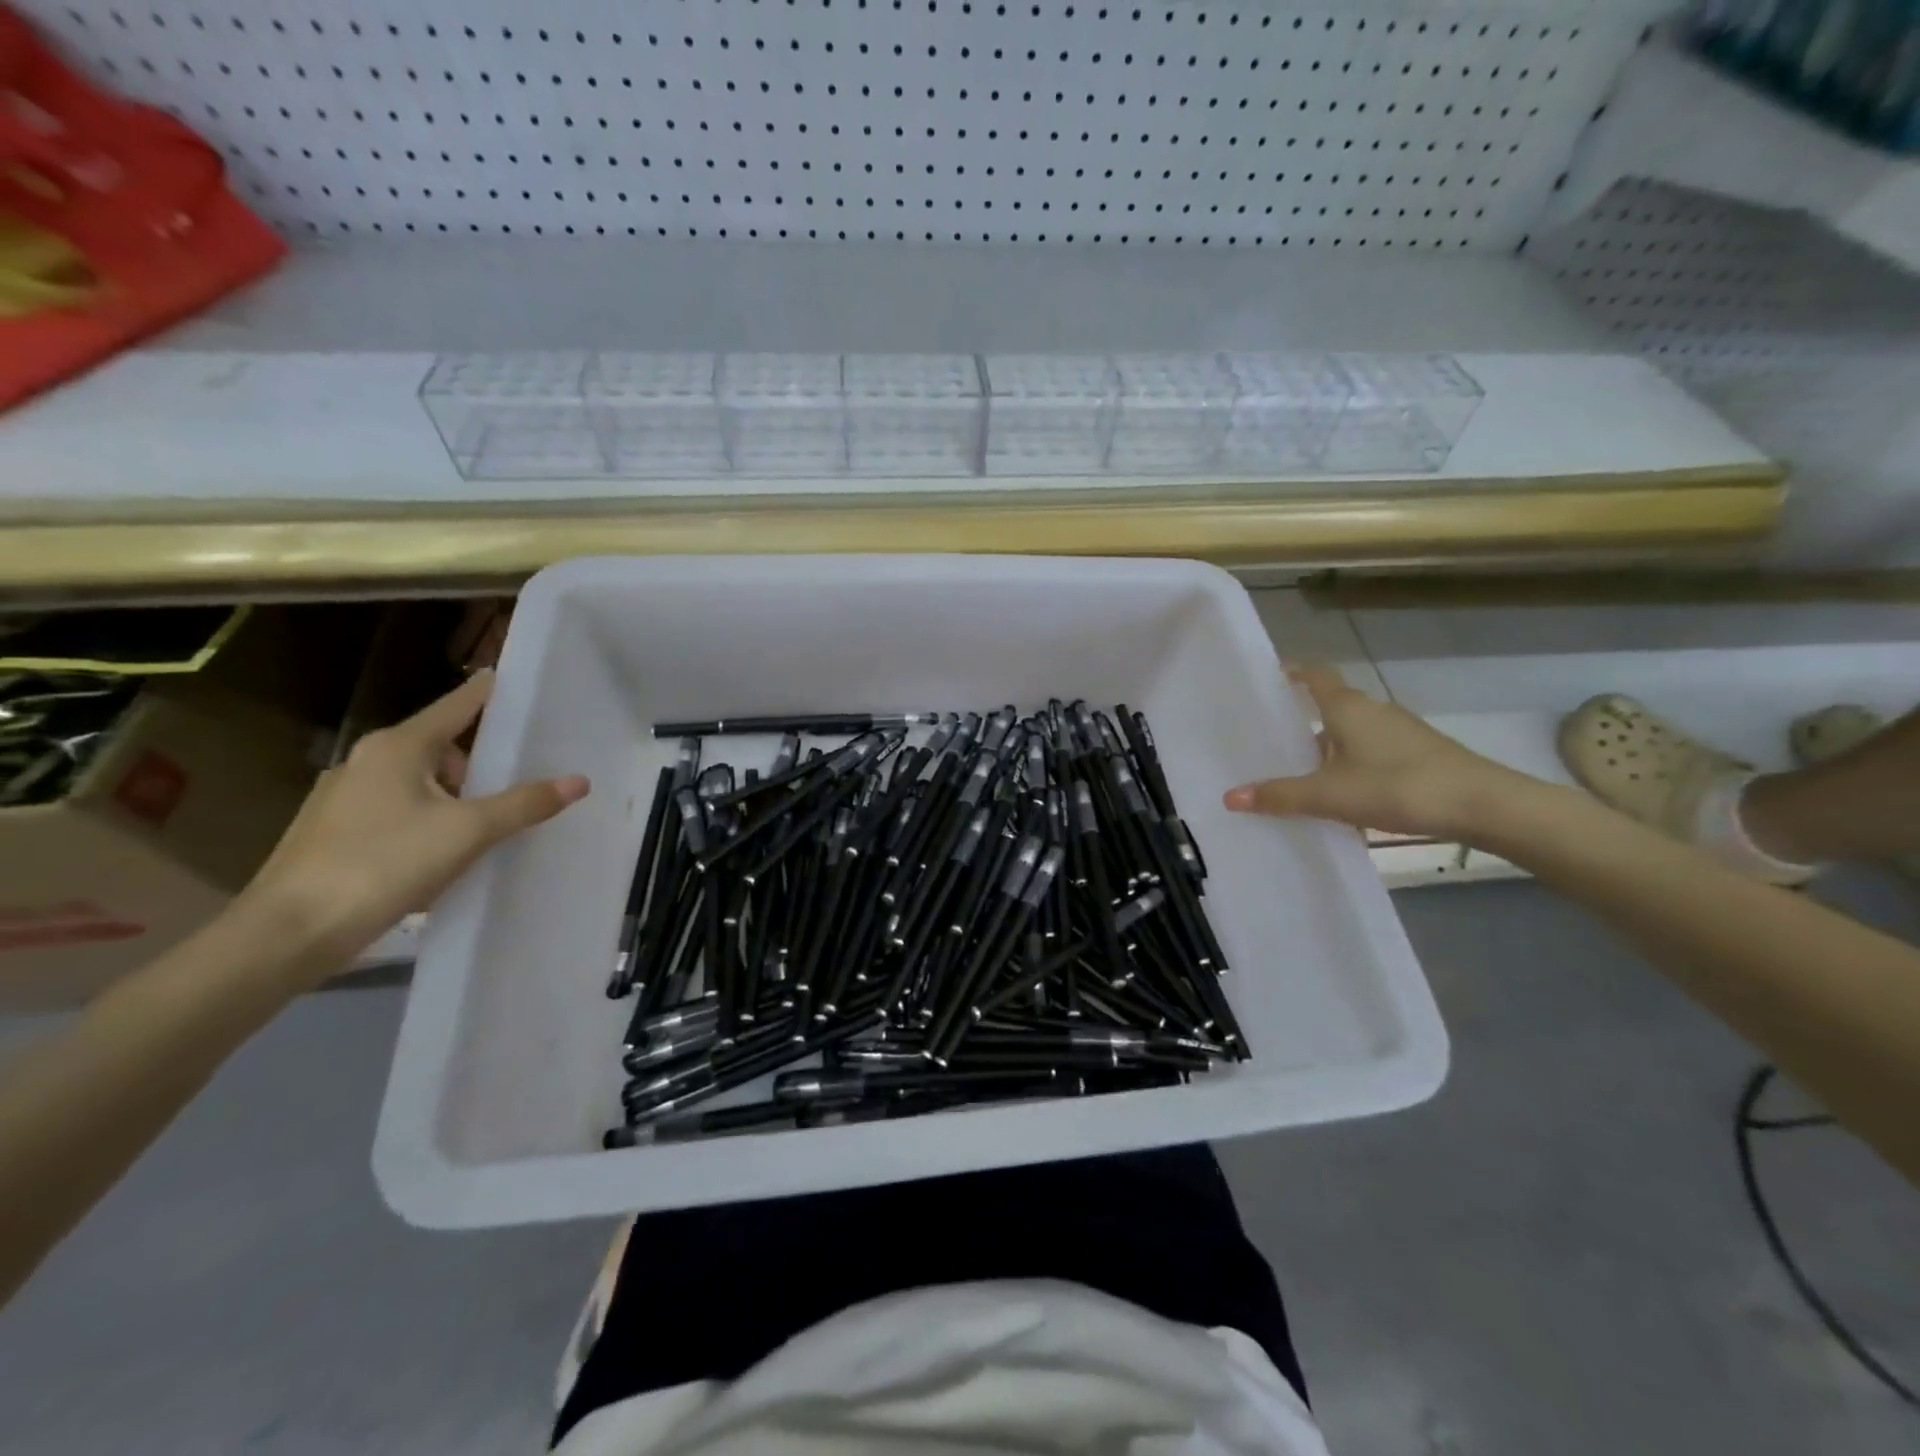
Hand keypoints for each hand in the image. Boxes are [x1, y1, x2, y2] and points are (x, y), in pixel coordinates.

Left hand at [242, 670, 588, 968]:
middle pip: (441, 747)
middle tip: (519, 783)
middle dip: (479, 765)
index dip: (488, 693)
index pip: (457, 706)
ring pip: (420, 784)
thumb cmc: (383, 864)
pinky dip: (429, 823)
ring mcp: (345, 798)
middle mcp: (368, 762)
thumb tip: (579, 781)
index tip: (515, 678)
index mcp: (398, 747)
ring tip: (488, 829)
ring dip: (455, 799)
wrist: (288, 933)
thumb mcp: (467, 832)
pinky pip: (399, 813)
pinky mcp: (335, 834)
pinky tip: (445, 856)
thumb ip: (524, 804)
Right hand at [1223, 663, 1533, 842]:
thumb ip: (1280, 795)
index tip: (1271, 676)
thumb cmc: (1397, 786)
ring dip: (1328, 748)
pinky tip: (1345, 796)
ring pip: (1353, 733)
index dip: (1293, 672)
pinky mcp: (1421, 754)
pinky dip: (1353, 766)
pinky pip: (1373, 752)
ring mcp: (1401, 732)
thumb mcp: (1330, 796)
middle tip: (1272, 740)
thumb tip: (1229, 797)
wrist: (1483, 805)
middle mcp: (1373, 711)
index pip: (1315, 676)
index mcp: (1347, 708)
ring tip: (1302, 774)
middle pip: (1331, 707)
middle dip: (1303, 720)